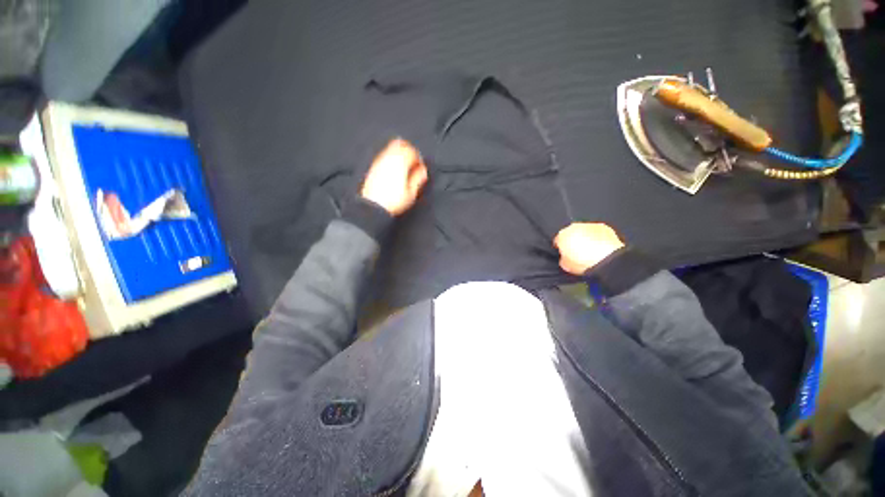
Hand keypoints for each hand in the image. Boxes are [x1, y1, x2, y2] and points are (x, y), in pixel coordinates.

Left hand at [360, 138, 428, 215]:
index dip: (418, 158)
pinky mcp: (374, 166)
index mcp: (400, 163)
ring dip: (400, 153)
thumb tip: (423, 170)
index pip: (412, 151)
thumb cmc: (393, 201)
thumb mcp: (411, 193)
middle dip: (409, 150)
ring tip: (404, 166)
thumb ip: (418, 179)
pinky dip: (392, 158)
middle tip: (413, 162)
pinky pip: (385, 155)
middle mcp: (389, 158)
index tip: (420, 166)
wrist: (373, 206)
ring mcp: (380, 161)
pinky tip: (394, 169)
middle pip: (401, 144)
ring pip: (391, 147)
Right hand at [554, 223, 624, 274]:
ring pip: (584, 231)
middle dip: (573, 240)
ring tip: (590, 250)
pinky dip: (597, 237)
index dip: (561, 248)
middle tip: (577, 252)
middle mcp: (574, 227)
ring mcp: (589, 225)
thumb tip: (565, 257)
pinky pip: (597, 232)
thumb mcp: (565, 265)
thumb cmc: (583, 262)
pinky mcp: (603, 227)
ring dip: (585, 238)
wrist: (605, 260)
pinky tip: (600, 247)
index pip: (558, 240)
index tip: (564, 254)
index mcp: (562, 235)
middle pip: (570, 233)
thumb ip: (562, 258)